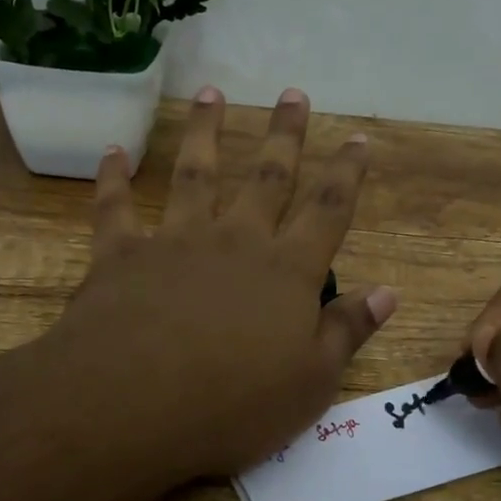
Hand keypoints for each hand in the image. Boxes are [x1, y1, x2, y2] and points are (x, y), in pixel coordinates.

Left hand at [46, 87, 397, 483]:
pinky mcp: (121, 255)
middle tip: (293, 94)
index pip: (327, 211)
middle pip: (267, 178)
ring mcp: (176, 241)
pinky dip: (113, 178)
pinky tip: (113, 152)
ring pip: (195, 175)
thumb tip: (388, 293)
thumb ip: (347, 332)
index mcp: (286, 271)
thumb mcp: (311, 383)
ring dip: (206, 132)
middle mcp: (235, 241)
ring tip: (213, 93)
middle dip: (284, 135)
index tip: (357, 140)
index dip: (346, 174)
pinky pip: (116, 208)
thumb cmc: (234, 405)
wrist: (132, 406)